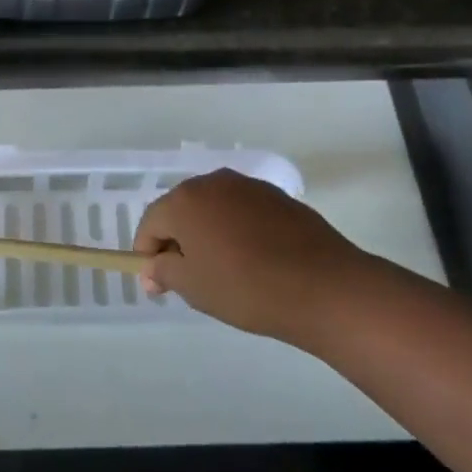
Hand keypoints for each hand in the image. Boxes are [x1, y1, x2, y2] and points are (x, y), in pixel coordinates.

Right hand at [135, 169, 366, 344]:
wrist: (324, 286)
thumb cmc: (246, 288)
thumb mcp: (195, 288)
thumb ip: (163, 272)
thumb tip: (152, 268)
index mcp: (185, 200)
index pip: (150, 222)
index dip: (147, 253)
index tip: (157, 285)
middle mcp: (212, 182)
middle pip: (181, 209)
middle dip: (177, 240)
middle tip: (188, 278)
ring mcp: (248, 186)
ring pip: (213, 208)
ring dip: (208, 233)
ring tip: (223, 270)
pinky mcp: (277, 196)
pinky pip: (242, 211)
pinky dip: (237, 230)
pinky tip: (253, 260)